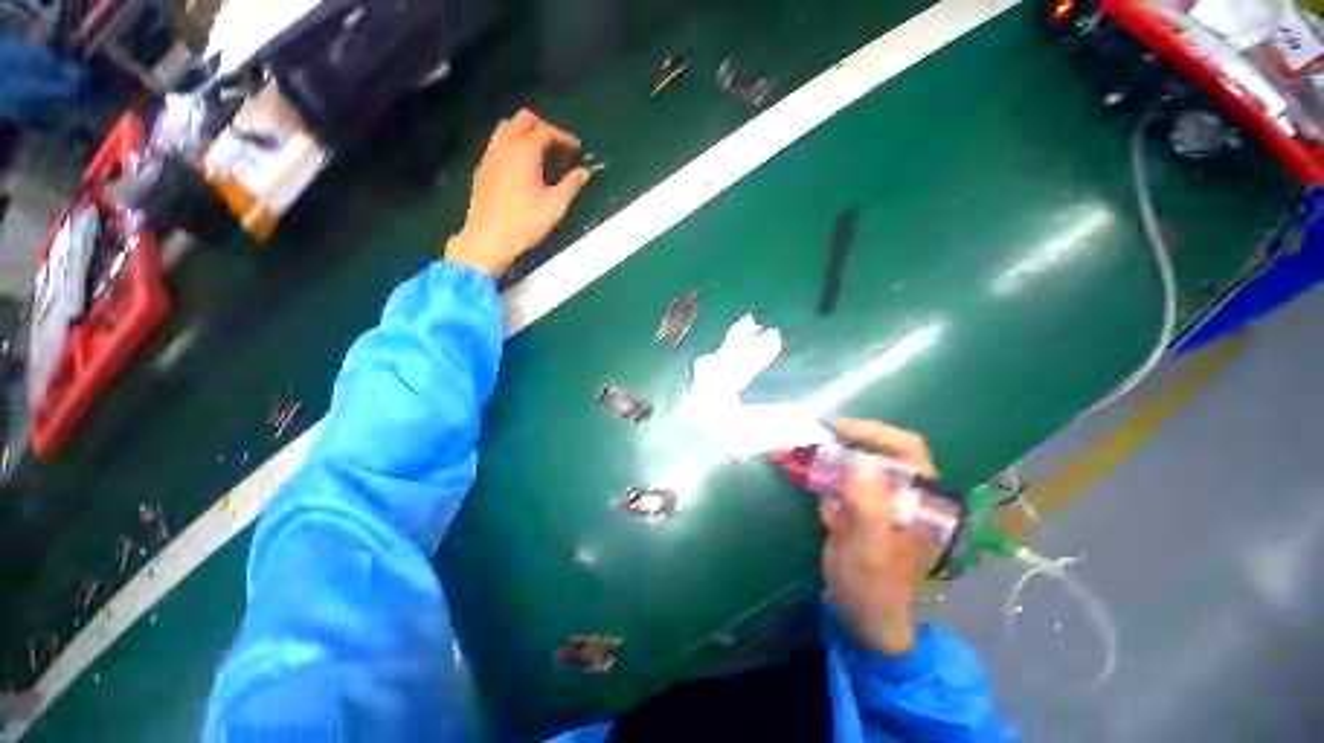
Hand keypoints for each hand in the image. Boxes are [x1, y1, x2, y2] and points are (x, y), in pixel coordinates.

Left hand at [445, 109, 592, 275]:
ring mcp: (490, 154)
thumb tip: (585, 172)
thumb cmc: (525, 223)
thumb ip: (571, 185)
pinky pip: (498, 142)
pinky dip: (513, 143)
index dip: (564, 137)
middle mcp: (505, 145)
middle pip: (524, 119)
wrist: (488, 238)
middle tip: (559, 148)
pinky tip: (522, 165)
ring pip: (508, 127)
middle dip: (545, 128)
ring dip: (526, 133)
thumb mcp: (555, 206)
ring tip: (541, 154)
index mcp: (524, 151)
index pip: (546, 131)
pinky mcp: (483, 166)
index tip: (577, 150)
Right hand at [820, 418, 939, 655]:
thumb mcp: (870, 549)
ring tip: (787, 458)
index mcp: (922, 500)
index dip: (874, 432)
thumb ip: (868, 506)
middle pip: (870, 452)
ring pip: (847, 464)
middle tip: (804, 445)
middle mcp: (903, 492)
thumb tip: (859, 459)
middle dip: (834, 448)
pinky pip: (834, 480)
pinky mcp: (857, 503)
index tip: (838, 427)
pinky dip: (813, 476)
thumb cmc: (873, 586)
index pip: (907, 450)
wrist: (861, 613)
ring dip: (818, 461)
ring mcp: (877, 497)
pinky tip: (797, 479)